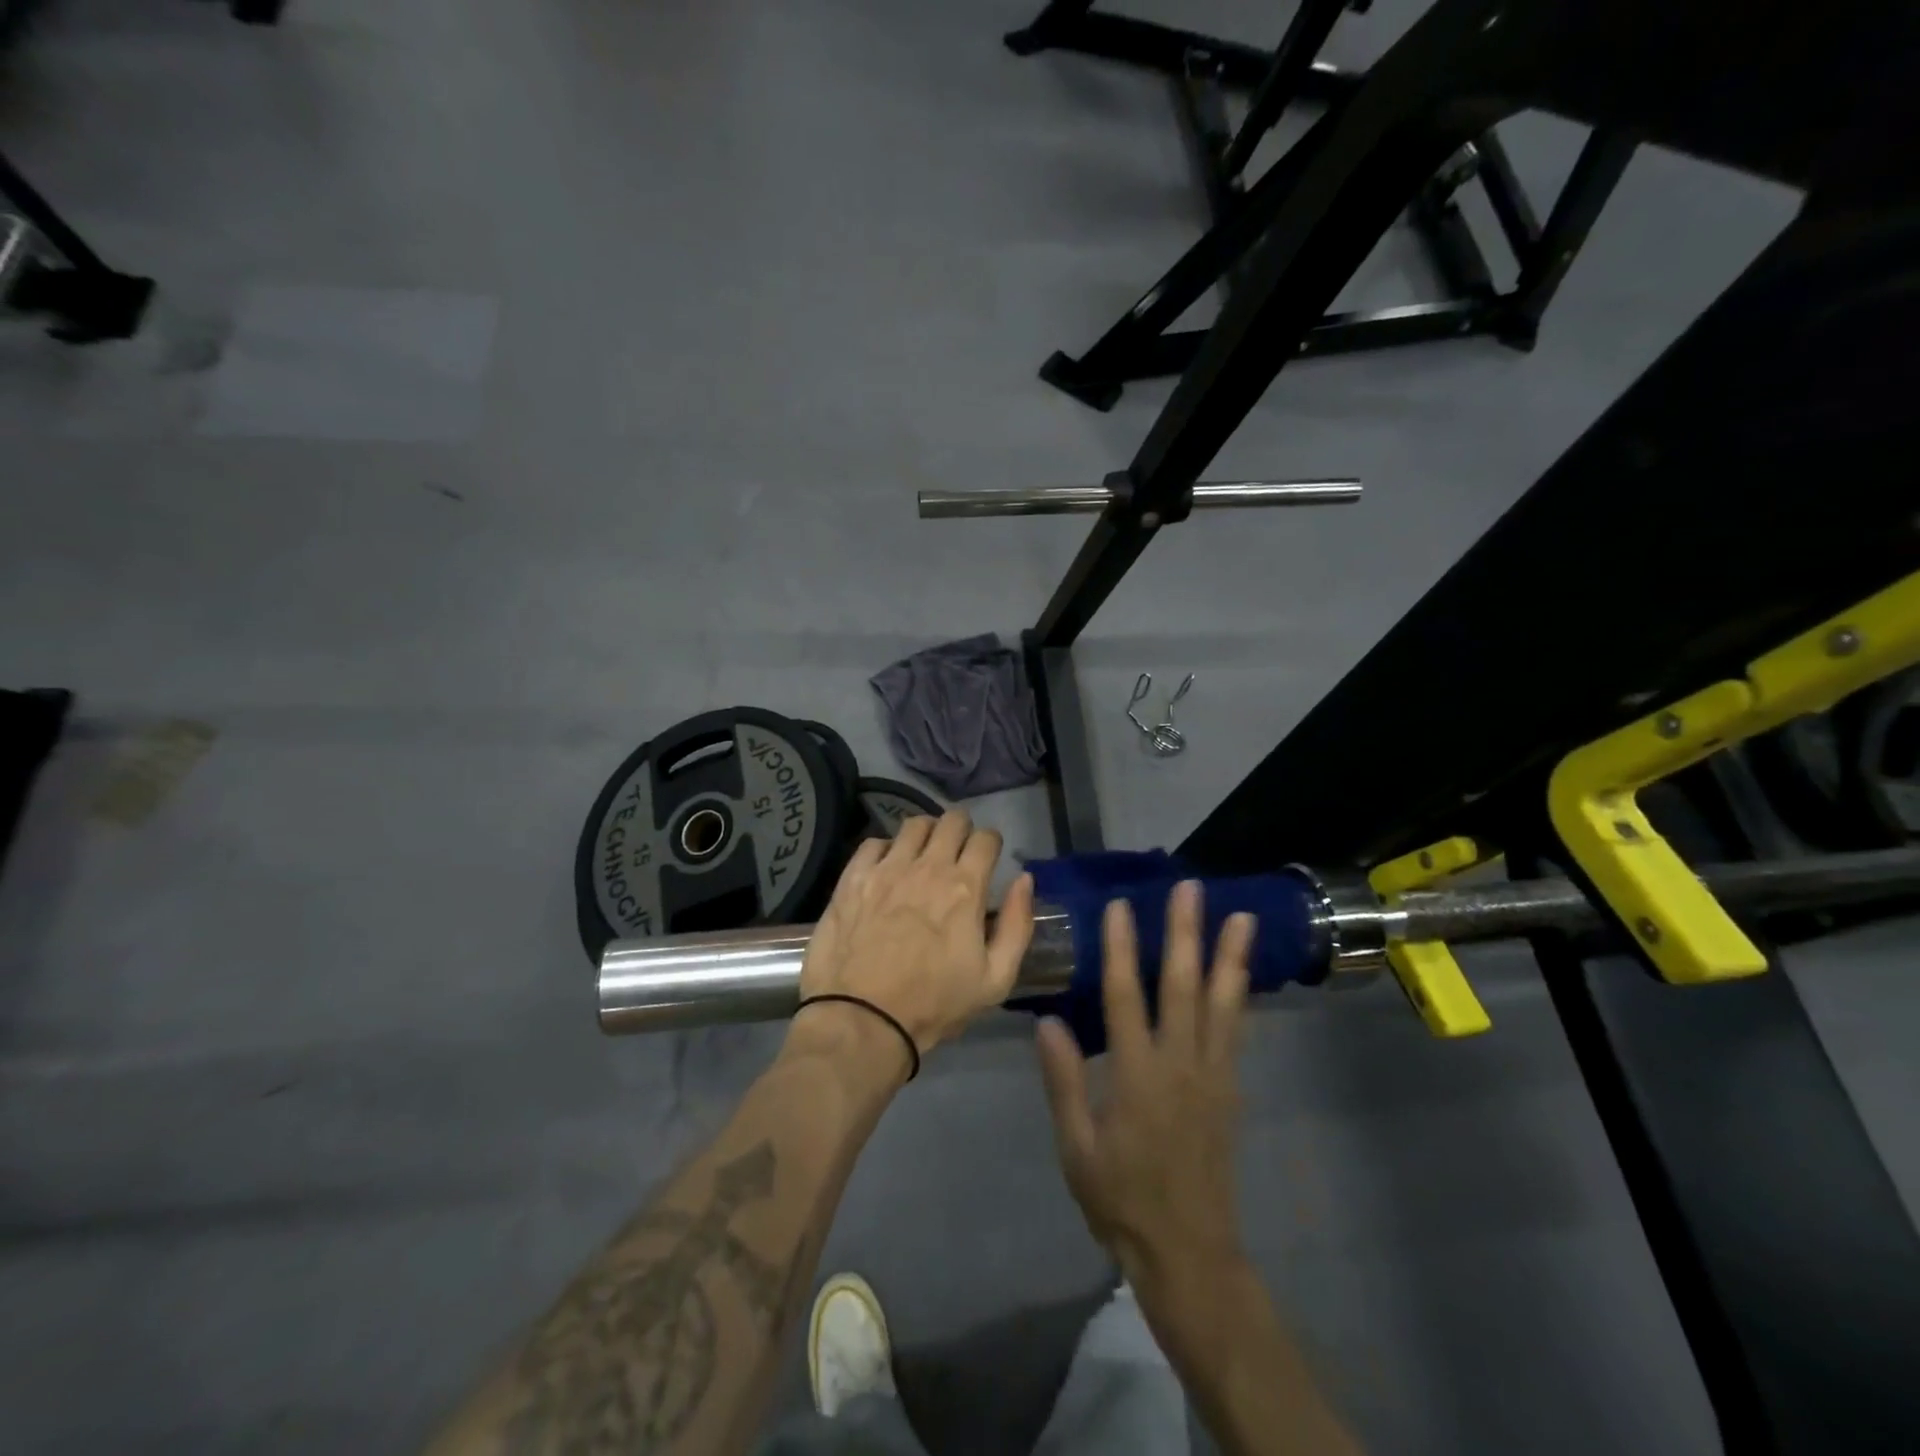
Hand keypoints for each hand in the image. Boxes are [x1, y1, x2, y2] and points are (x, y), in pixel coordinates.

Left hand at [799, 810, 1034, 1058]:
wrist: (861, 1020)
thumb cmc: (934, 1004)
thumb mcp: (995, 980)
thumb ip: (1016, 925)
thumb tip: (1025, 880)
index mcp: (965, 887)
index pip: (986, 838)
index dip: (991, 844)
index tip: (987, 858)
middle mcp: (927, 866)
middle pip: (951, 820)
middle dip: (961, 829)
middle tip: (957, 851)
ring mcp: (886, 868)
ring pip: (913, 825)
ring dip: (925, 834)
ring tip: (922, 855)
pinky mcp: (852, 878)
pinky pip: (873, 843)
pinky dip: (885, 849)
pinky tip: (885, 869)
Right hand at [1036, 882, 1254, 1298]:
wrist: (1189, 1252)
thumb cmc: (1121, 1199)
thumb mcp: (1077, 1147)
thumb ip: (1064, 1081)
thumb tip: (1048, 1021)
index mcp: (1137, 1076)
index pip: (1126, 997)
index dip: (1121, 948)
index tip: (1120, 906)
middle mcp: (1180, 1064)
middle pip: (1184, 987)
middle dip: (1186, 933)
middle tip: (1190, 888)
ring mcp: (1212, 1075)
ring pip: (1223, 1004)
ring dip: (1230, 956)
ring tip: (1242, 917)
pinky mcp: (1230, 1089)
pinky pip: (1237, 1032)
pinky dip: (1242, 996)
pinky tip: (1244, 974)